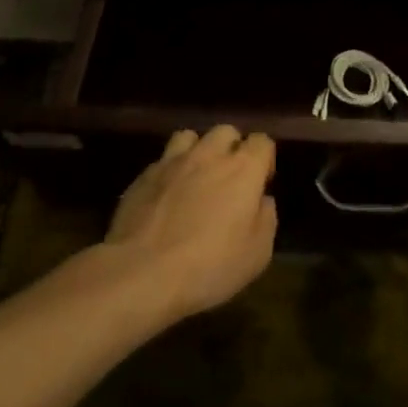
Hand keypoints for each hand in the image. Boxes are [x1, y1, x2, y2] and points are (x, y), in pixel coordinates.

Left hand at [103, 125, 276, 323]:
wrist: (141, 275)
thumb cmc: (209, 266)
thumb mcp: (257, 254)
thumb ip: (266, 218)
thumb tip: (262, 201)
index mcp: (243, 169)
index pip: (262, 141)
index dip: (264, 159)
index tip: (261, 184)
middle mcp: (209, 155)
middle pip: (226, 131)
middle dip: (232, 148)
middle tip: (229, 178)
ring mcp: (172, 163)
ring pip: (190, 137)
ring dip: (198, 152)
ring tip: (195, 177)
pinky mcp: (142, 178)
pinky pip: (162, 162)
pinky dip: (169, 173)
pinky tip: (166, 197)